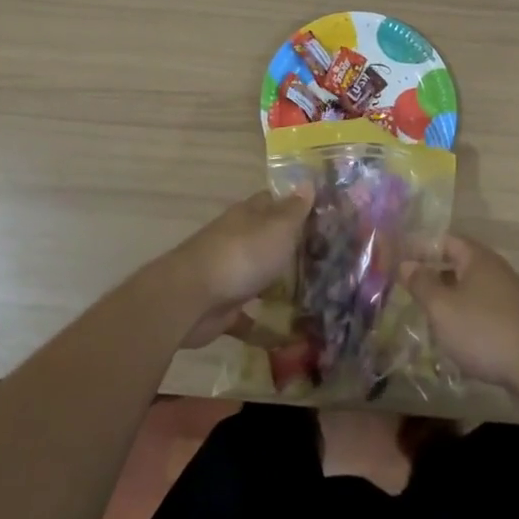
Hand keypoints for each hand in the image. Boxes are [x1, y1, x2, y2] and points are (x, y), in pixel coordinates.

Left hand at [169, 188, 310, 347]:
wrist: (192, 298)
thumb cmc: (242, 255)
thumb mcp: (278, 227)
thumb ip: (294, 209)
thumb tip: (307, 181)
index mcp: (248, 216)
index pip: (273, 202)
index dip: (294, 206)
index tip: (320, 217)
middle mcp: (237, 239)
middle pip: (266, 239)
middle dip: (290, 248)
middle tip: (326, 262)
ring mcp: (228, 273)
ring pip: (258, 274)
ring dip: (277, 284)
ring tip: (313, 298)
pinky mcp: (223, 306)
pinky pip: (248, 314)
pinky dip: (264, 324)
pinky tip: (288, 336)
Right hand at [408, 234, 518, 390]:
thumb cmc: (484, 330)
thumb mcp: (442, 307)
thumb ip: (421, 283)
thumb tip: (405, 264)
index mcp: (477, 258)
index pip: (444, 240)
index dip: (420, 248)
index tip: (398, 262)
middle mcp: (496, 271)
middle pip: (459, 265)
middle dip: (433, 276)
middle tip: (408, 292)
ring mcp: (511, 297)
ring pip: (471, 291)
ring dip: (449, 301)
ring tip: (427, 319)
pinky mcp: (518, 324)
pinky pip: (484, 313)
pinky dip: (467, 320)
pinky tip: (456, 341)